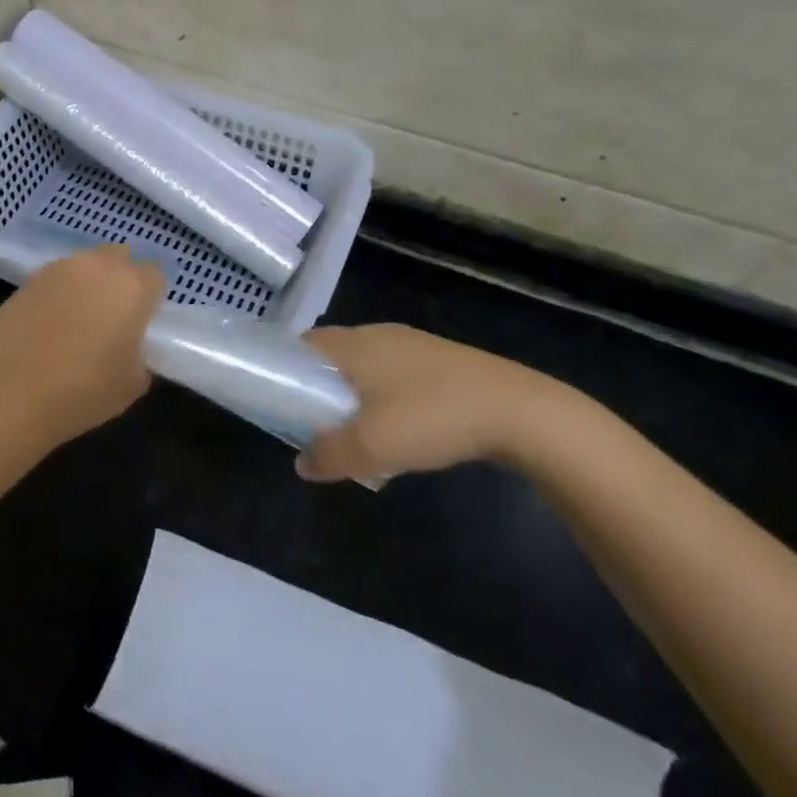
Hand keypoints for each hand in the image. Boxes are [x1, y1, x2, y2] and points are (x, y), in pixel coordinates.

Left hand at [0, 246, 164, 445]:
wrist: (9, 394)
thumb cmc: (82, 392)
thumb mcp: (132, 384)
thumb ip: (141, 356)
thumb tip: (131, 347)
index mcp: (132, 286)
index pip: (156, 276)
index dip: (152, 298)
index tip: (144, 322)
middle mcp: (98, 266)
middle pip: (120, 258)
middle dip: (122, 279)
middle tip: (116, 315)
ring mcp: (59, 268)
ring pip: (86, 264)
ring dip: (90, 283)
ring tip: (80, 319)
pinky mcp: (28, 279)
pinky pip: (57, 278)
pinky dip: (61, 293)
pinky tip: (51, 324)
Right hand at [296, 324, 570, 482]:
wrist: (517, 410)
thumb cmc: (432, 417)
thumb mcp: (371, 445)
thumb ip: (328, 454)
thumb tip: (302, 462)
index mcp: (353, 344)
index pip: (302, 344)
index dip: (285, 369)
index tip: (279, 400)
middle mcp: (376, 334)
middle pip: (331, 354)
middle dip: (318, 386)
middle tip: (313, 423)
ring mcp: (410, 345)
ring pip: (364, 365)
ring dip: (352, 393)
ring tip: (354, 431)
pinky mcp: (438, 360)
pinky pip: (393, 373)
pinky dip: (382, 395)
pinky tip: (398, 427)